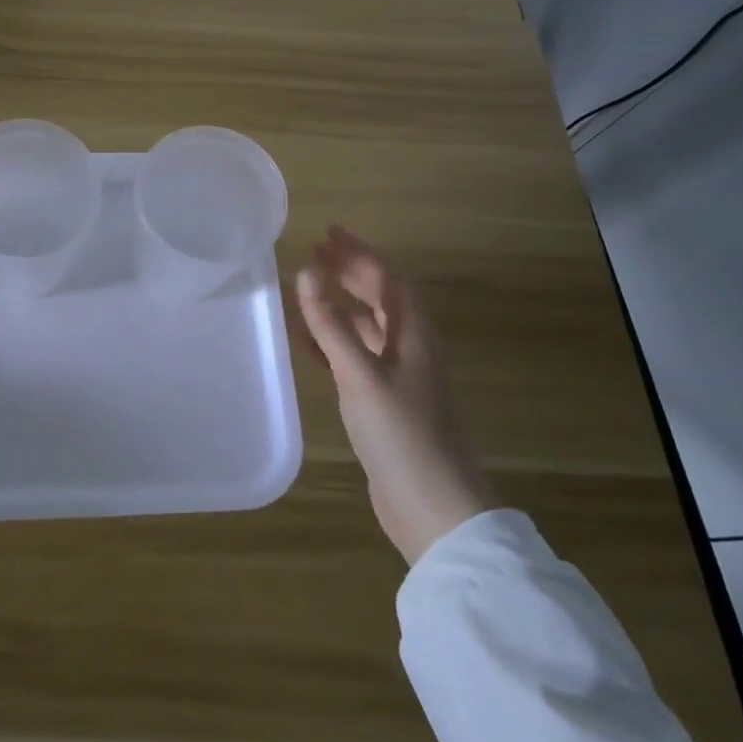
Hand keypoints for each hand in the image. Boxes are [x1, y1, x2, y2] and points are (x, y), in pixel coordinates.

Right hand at [297, 227, 494, 563]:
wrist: (435, 509)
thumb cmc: (403, 435)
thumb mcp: (361, 375)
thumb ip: (332, 325)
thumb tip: (308, 273)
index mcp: (414, 337)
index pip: (388, 280)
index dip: (359, 254)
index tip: (328, 232)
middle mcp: (410, 351)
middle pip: (381, 299)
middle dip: (351, 273)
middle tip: (315, 252)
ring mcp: (399, 379)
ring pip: (368, 328)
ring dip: (340, 306)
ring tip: (308, 288)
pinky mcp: (385, 405)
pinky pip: (355, 358)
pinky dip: (332, 343)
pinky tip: (307, 343)